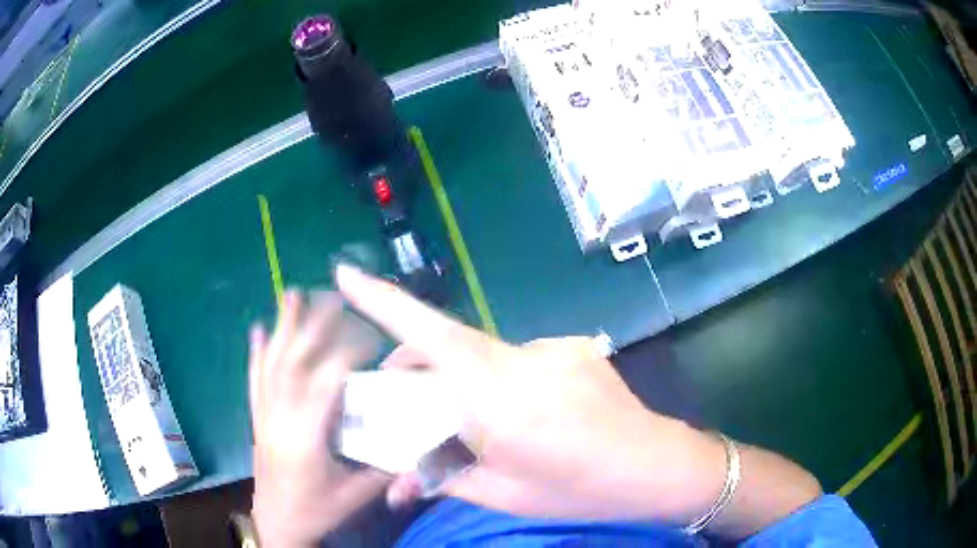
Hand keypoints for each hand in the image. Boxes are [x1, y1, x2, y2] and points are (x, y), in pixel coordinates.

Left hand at [249, 290, 388, 547]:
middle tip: (332, 296)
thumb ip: (385, 468)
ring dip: (282, 328)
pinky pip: (254, 380)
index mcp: (306, 437)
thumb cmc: (316, 511)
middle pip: (294, 363)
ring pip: (272, 365)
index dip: (348, 353)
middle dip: (314, 326)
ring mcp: (264, 416)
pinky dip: (255, 353)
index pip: (326, 382)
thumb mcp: (356, 496)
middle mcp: (279, 419)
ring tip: (291, 295)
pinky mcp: (257, 419)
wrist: (276, 523)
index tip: (371, 334)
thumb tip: (415, 442)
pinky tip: (255, 331)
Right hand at [334, 264, 725, 523]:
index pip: (431, 340)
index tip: (346, 273)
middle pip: (448, 343)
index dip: (384, 302)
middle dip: (413, 360)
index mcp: (503, 402)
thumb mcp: (504, 496)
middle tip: (396, 391)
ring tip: (471, 417)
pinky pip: (518, 357)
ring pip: (483, 353)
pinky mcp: (575, 345)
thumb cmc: (579, 492)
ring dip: (462, 377)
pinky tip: (526, 412)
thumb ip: (444, 478)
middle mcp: (527, 361)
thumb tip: (397, 481)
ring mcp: (556, 347)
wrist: (657, 466)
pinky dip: (501, 379)